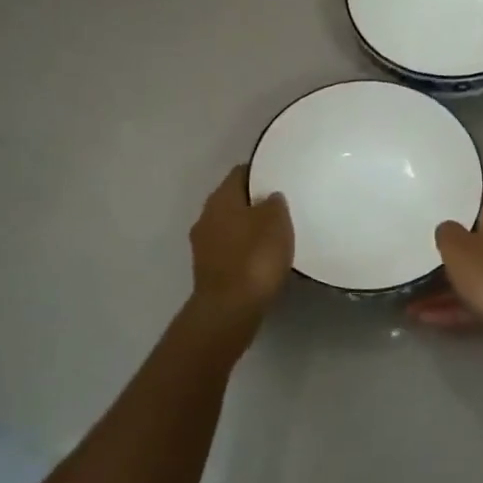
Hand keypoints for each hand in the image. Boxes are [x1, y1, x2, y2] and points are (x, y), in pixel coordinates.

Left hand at [190, 165, 294, 317]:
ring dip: (248, 229)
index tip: (278, 179)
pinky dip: (244, 251)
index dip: (259, 174)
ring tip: (273, 236)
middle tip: (280, 209)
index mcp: (220, 198)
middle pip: (233, 201)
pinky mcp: (208, 270)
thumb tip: (269, 198)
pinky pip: (229, 251)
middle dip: (253, 203)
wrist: (230, 308)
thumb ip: (274, 203)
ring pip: (229, 227)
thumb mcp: (276, 221)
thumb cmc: (255, 257)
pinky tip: (261, 260)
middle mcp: (205, 216)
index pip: (240, 174)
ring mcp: (203, 245)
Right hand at [409, 184, 482, 338]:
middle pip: (482, 236)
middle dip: (454, 249)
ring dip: (449, 287)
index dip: (468, 194)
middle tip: (425, 253)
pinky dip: (461, 307)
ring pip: (480, 273)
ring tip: (414, 302)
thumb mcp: (458, 250)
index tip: (446, 200)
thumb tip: (447, 228)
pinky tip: (431, 320)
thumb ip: (446, 234)